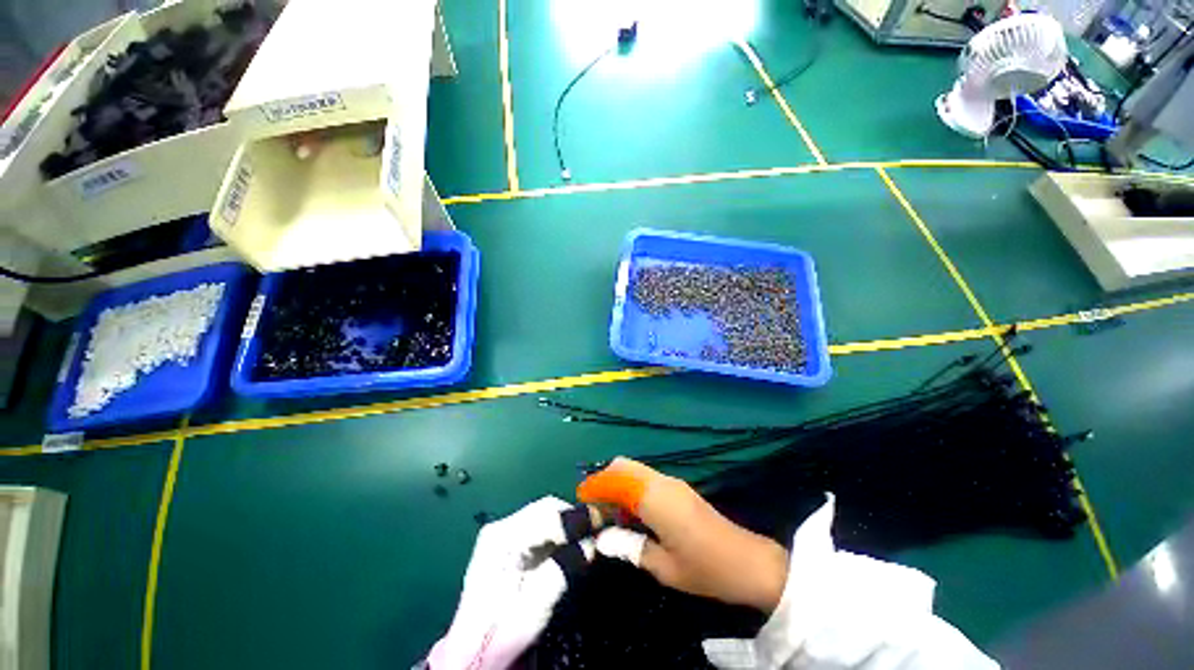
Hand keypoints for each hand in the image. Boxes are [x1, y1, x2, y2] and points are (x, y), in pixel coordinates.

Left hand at [427, 497, 595, 669]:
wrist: (473, 652)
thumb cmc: (501, 633)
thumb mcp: (533, 608)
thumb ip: (561, 571)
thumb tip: (590, 545)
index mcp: (502, 538)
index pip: (546, 515)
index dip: (576, 518)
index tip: (602, 523)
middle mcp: (502, 526)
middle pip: (546, 508)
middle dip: (574, 518)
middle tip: (599, 531)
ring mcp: (505, 531)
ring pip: (546, 513)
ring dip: (569, 523)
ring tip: (589, 536)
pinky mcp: (510, 540)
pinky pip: (542, 525)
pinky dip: (560, 530)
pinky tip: (570, 543)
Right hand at [578, 458, 789, 612]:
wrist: (746, 562)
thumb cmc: (703, 568)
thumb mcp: (661, 566)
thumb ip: (628, 547)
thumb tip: (601, 539)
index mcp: (654, 497)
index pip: (615, 479)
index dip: (594, 486)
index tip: (580, 499)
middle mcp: (661, 482)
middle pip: (623, 466)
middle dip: (604, 479)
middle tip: (592, 506)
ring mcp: (671, 482)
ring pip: (634, 470)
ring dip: (617, 483)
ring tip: (607, 512)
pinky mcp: (679, 488)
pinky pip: (646, 478)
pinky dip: (631, 487)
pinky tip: (630, 513)